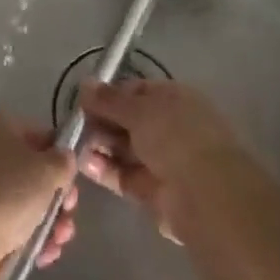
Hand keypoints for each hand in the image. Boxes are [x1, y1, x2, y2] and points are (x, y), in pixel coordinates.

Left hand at [0, 113, 77, 279]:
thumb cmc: (7, 194)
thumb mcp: (48, 170)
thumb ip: (64, 162)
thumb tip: (63, 160)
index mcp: (0, 127)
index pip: (42, 136)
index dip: (62, 160)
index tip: (73, 184)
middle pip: (35, 173)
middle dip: (58, 199)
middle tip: (67, 216)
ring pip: (25, 204)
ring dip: (49, 223)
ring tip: (58, 242)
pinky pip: (11, 228)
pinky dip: (30, 240)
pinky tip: (43, 256)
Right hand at [79, 80, 253, 243]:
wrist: (205, 195)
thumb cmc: (175, 137)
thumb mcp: (139, 110)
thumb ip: (109, 100)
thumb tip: (85, 84)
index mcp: (174, 99)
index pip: (136, 91)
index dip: (110, 94)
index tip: (83, 99)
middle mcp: (169, 127)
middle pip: (128, 120)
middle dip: (102, 120)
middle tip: (75, 123)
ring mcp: (162, 160)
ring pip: (124, 148)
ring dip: (100, 144)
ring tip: (74, 144)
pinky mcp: (151, 190)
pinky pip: (123, 174)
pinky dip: (104, 169)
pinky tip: (84, 163)